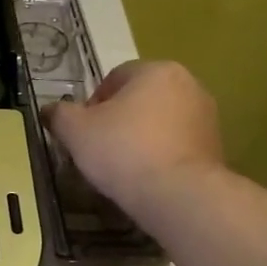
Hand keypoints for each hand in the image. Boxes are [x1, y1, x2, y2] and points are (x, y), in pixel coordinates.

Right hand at [46, 60, 225, 223]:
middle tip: (100, 151)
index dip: (92, 105)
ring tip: (124, 169)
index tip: (84, 134)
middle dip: (119, 121)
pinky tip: (148, 179)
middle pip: (140, 99)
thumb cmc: (123, 152)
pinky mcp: (216, 146)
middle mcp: (187, 84)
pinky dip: (162, 156)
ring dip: (142, 138)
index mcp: (155, 70)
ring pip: (161, 122)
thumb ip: (59, 115)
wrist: (178, 195)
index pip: (114, 78)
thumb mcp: (76, 131)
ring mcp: (206, 116)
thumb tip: (49, 110)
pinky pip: (178, 145)